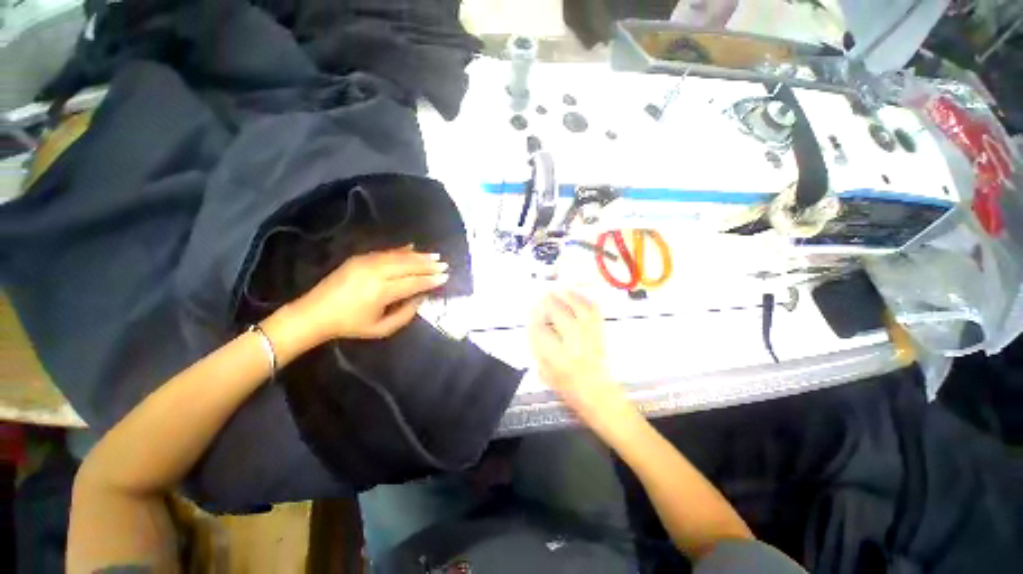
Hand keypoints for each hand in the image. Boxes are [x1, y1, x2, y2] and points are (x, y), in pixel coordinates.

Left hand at [290, 246, 448, 341]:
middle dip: (428, 265)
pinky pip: (385, 252)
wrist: (315, 313)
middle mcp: (375, 273)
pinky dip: (401, 250)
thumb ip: (405, 315)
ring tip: (434, 256)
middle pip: (408, 266)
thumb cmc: (350, 325)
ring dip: (418, 256)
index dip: (430, 280)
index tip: (445, 277)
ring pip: (399, 256)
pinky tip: (412, 247)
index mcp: (381, 292)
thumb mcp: (381, 329)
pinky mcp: (359, 258)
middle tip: (444, 264)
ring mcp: (366, 262)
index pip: (412, 283)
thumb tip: (420, 298)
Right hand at [528, 292, 632, 427]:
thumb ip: (539, 351)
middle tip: (543, 296)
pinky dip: (586, 301)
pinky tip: (579, 297)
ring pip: (580, 309)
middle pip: (560, 315)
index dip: (534, 320)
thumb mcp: (547, 375)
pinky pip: (595, 313)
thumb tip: (535, 330)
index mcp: (560, 359)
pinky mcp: (601, 335)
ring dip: (568, 297)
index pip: (542, 332)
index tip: (531, 315)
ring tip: (560, 290)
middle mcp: (576, 345)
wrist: (601, 398)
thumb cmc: (572, 391)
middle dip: (549, 303)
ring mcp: (591, 338)